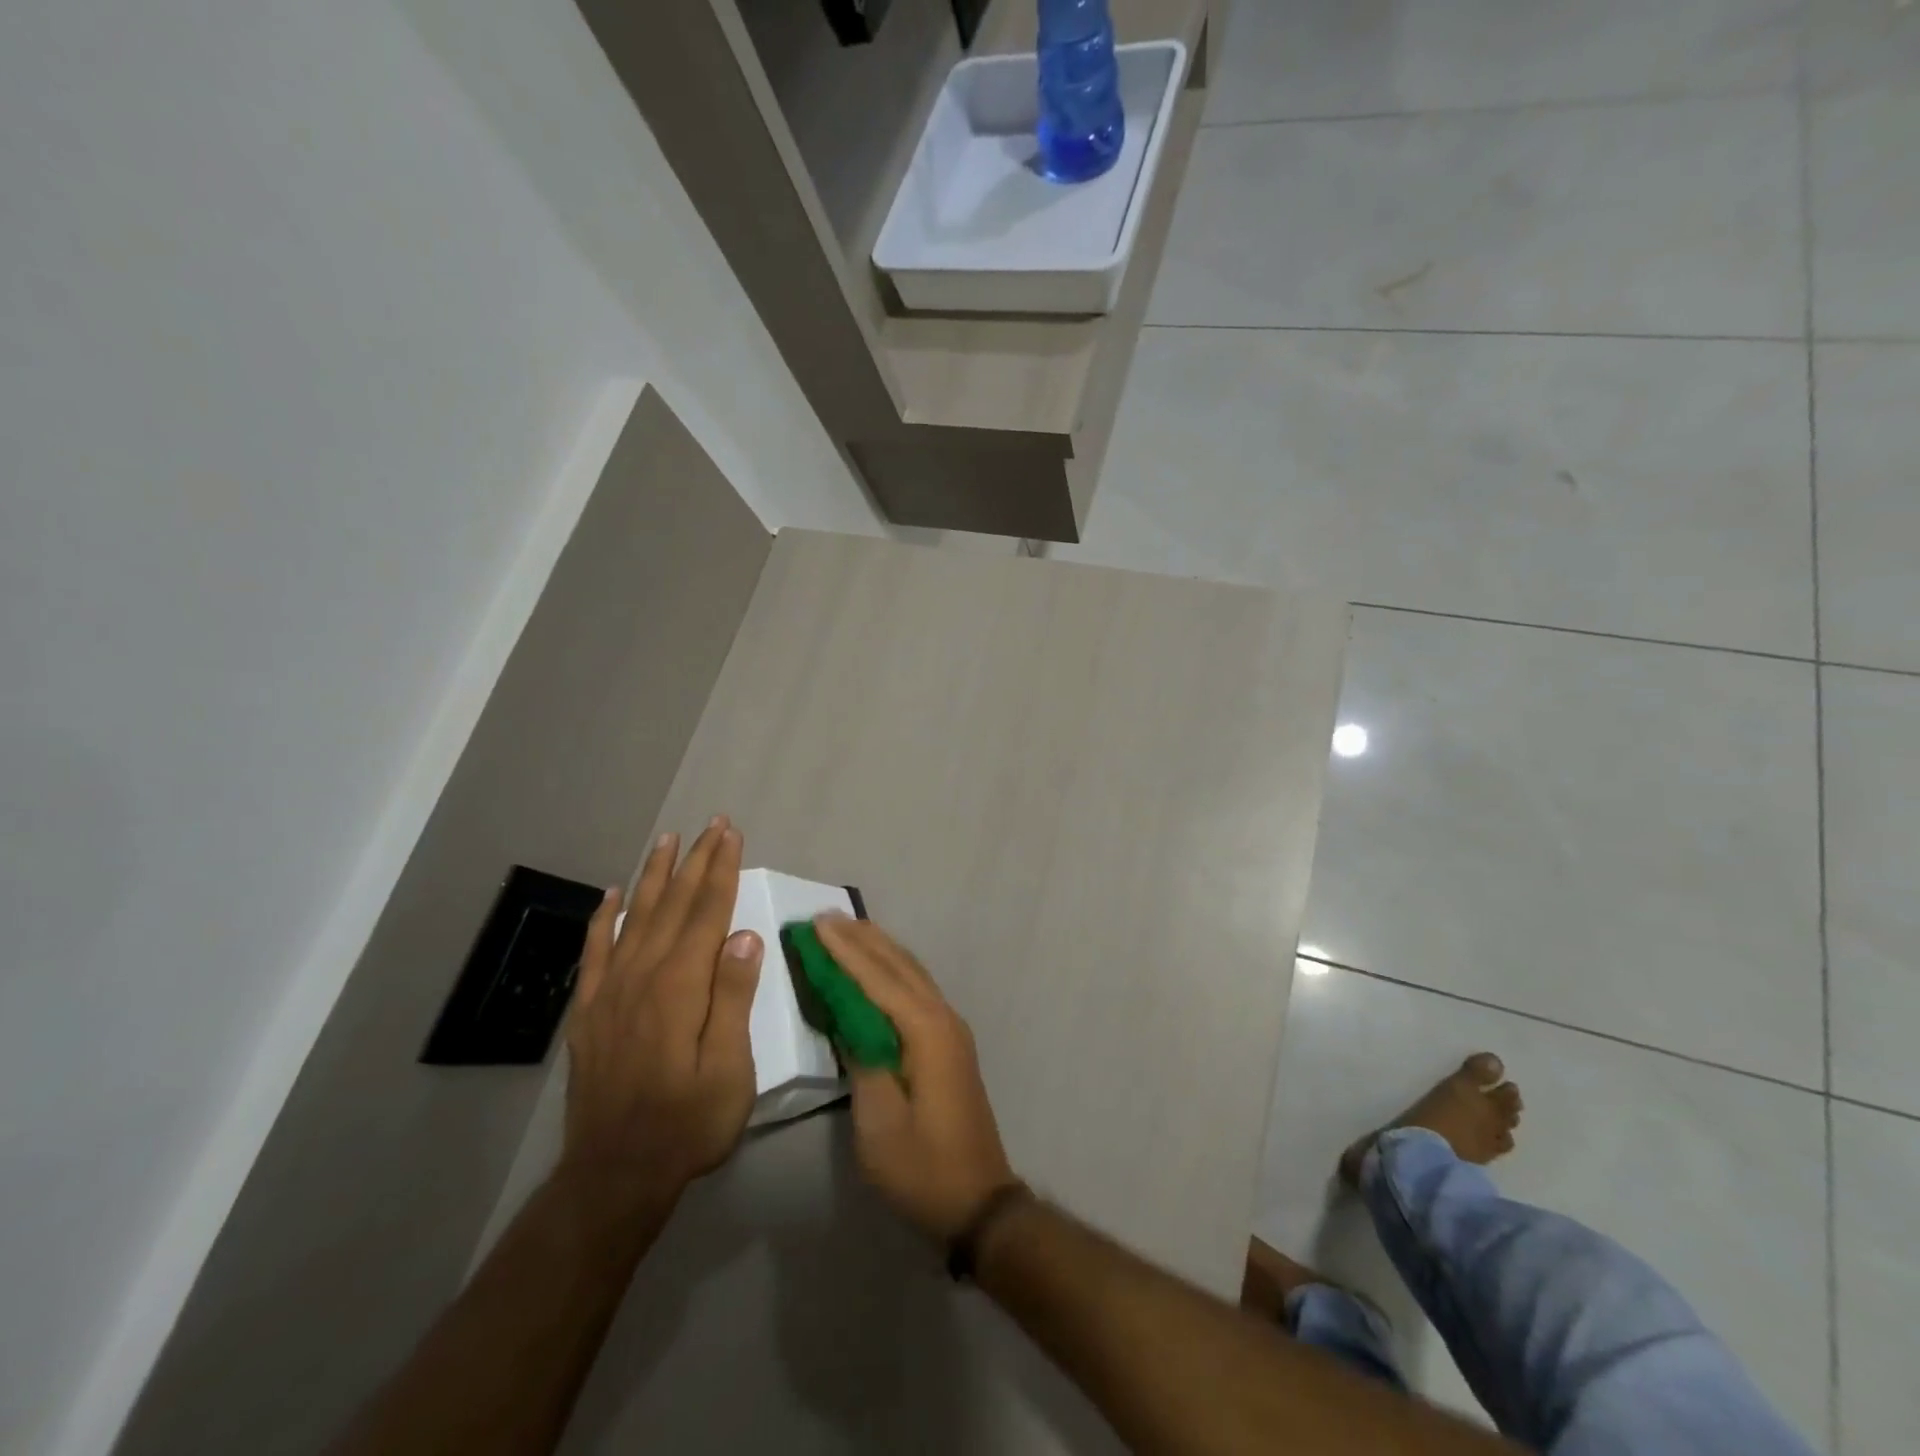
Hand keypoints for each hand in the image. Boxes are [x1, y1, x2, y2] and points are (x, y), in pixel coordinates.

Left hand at [560, 817, 762, 1200]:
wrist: (614, 1174)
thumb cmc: (687, 1124)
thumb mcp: (729, 1069)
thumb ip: (733, 999)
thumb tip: (746, 936)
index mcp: (681, 987)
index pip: (707, 913)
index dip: (722, 870)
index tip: (732, 835)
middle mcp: (643, 976)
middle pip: (674, 905)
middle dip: (696, 861)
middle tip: (712, 824)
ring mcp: (610, 991)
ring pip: (636, 917)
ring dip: (655, 875)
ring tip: (668, 840)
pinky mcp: (590, 1011)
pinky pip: (596, 950)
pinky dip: (605, 917)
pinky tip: (613, 894)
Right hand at [814, 914, 1017, 1240]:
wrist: (978, 1200)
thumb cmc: (922, 1166)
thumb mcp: (879, 1123)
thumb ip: (863, 1061)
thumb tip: (849, 1019)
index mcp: (925, 1032)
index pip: (878, 979)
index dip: (845, 951)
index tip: (817, 923)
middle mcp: (942, 1017)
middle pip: (898, 966)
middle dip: (861, 939)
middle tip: (826, 916)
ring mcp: (950, 1028)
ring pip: (911, 973)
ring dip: (879, 949)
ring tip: (849, 928)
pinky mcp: (950, 1042)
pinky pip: (917, 989)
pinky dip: (893, 970)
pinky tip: (879, 968)